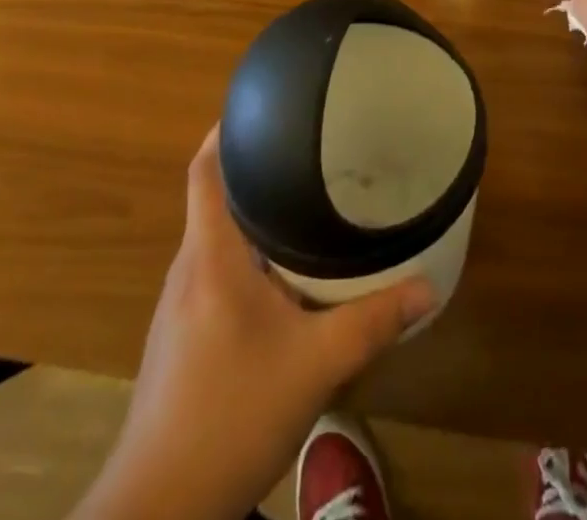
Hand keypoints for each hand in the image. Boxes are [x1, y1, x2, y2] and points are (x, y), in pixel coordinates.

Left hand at [74, 127, 433, 519]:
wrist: (159, 509)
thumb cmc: (232, 414)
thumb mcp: (315, 366)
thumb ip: (372, 321)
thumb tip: (427, 287)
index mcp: (210, 256)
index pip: (205, 171)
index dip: (225, 131)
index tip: (260, 106)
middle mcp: (187, 269)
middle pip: (213, 198)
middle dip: (254, 171)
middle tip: (305, 151)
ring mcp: (177, 306)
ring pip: (214, 238)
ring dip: (250, 217)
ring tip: (299, 203)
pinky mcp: (178, 338)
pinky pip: (212, 272)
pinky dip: (244, 256)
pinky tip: (278, 276)